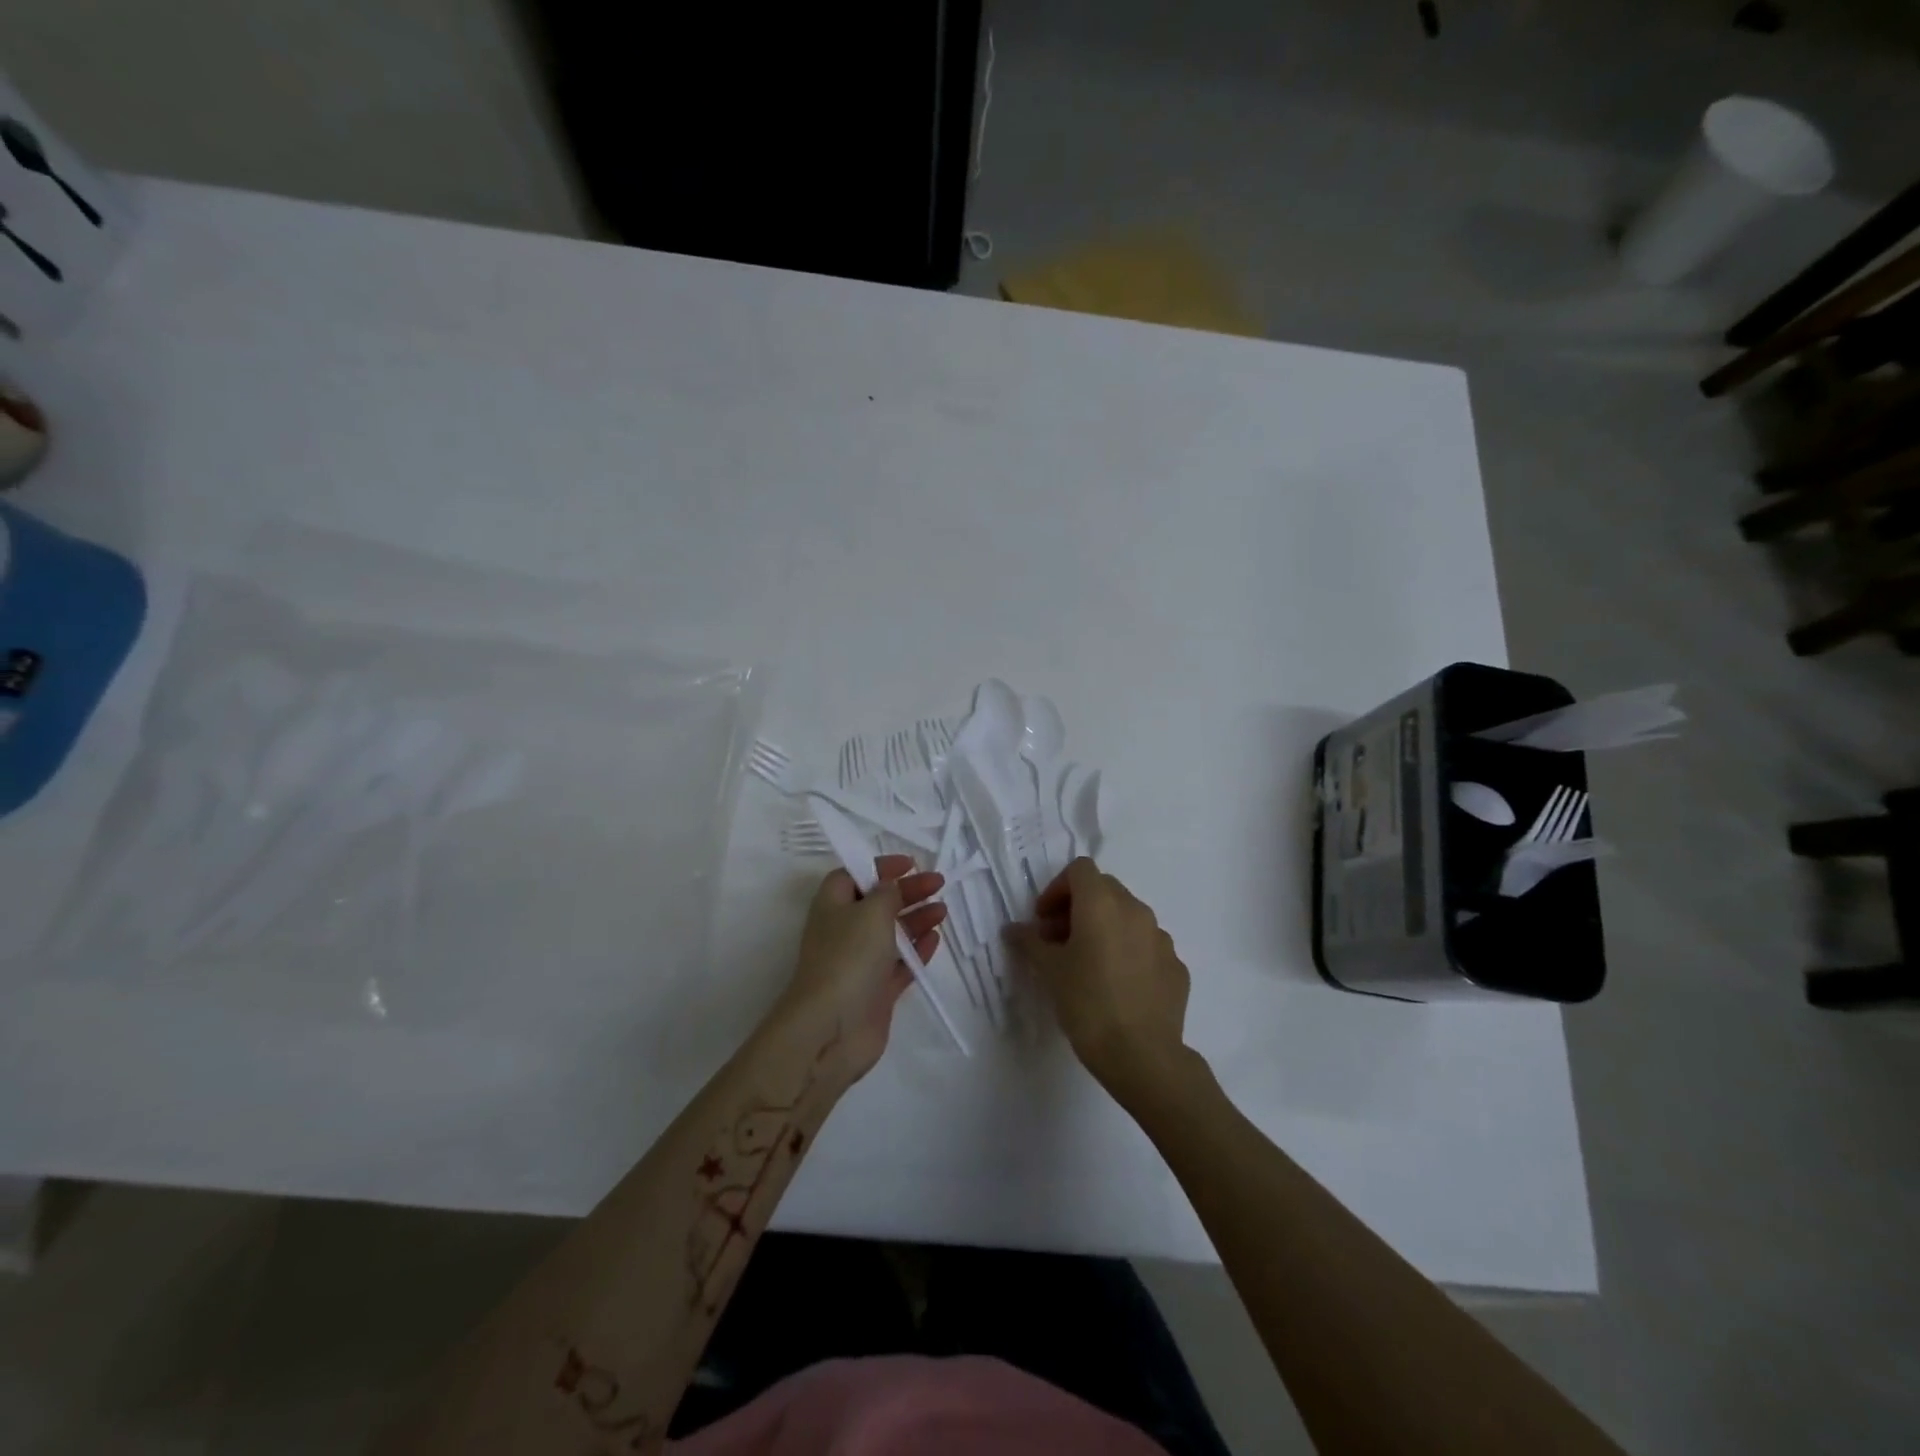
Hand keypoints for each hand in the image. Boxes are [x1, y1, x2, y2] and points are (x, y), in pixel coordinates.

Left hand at [776, 855, 945, 1080]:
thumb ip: (886, 894)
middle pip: (877, 903)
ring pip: (891, 933)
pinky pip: (899, 964)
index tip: (910, 864)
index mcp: (833, 906)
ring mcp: (860, 963)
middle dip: (906, 891)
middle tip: (937, 883)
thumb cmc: (849, 957)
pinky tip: (936, 939)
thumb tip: (891, 887)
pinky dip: (917, 950)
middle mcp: (844, 931)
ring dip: (916, 919)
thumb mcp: (871, 911)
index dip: (879, 866)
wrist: (832, 1028)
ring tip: (942, 910)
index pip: (853, 875)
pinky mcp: (876, 991)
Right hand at [1007, 858, 1191, 1102]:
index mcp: (1102, 903)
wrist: (1142, 1055)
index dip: (1057, 889)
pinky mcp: (1176, 966)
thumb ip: (1029, 942)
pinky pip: (1147, 946)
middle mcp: (1136, 910)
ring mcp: (1161, 938)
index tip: (1043, 921)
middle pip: (1104, 889)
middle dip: (1078, 907)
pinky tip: (1117, 986)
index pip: (1080, 870)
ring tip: (1088, 964)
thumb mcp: (1049, 971)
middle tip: (1059, 941)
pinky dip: (1128, 952)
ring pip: (1128, 917)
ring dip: (1105, 928)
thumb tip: (1014, 929)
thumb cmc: (1087, 1004)